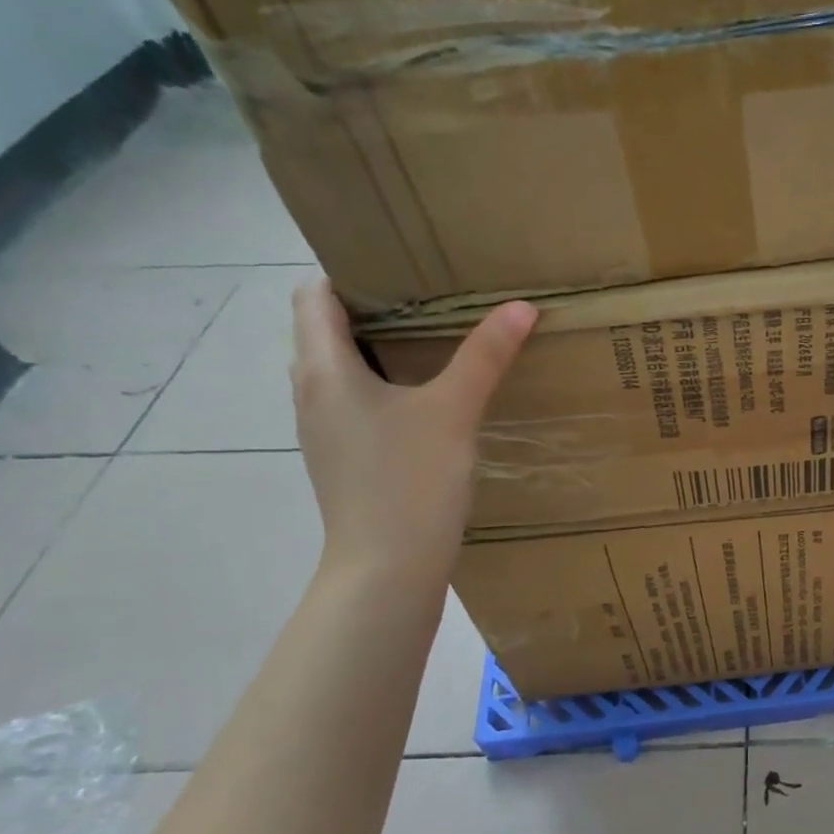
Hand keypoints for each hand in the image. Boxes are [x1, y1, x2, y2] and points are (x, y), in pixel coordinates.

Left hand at [290, 279, 536, 584]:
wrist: (387, 569)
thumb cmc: (408, 482)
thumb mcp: (453, 412)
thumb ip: (485, 356)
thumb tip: (521, 306)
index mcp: (323, 371)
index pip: (314, 296)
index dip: (349, 272)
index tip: (400, 265)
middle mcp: (312, 394)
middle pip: (326, 331)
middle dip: (373, 309)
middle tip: (430, 296)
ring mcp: (326, 431)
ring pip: (343, 370)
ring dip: (379, 350)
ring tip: (435, 341)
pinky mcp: (346, 459)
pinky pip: (357, 403)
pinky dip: (385, 387)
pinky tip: (429, 399)